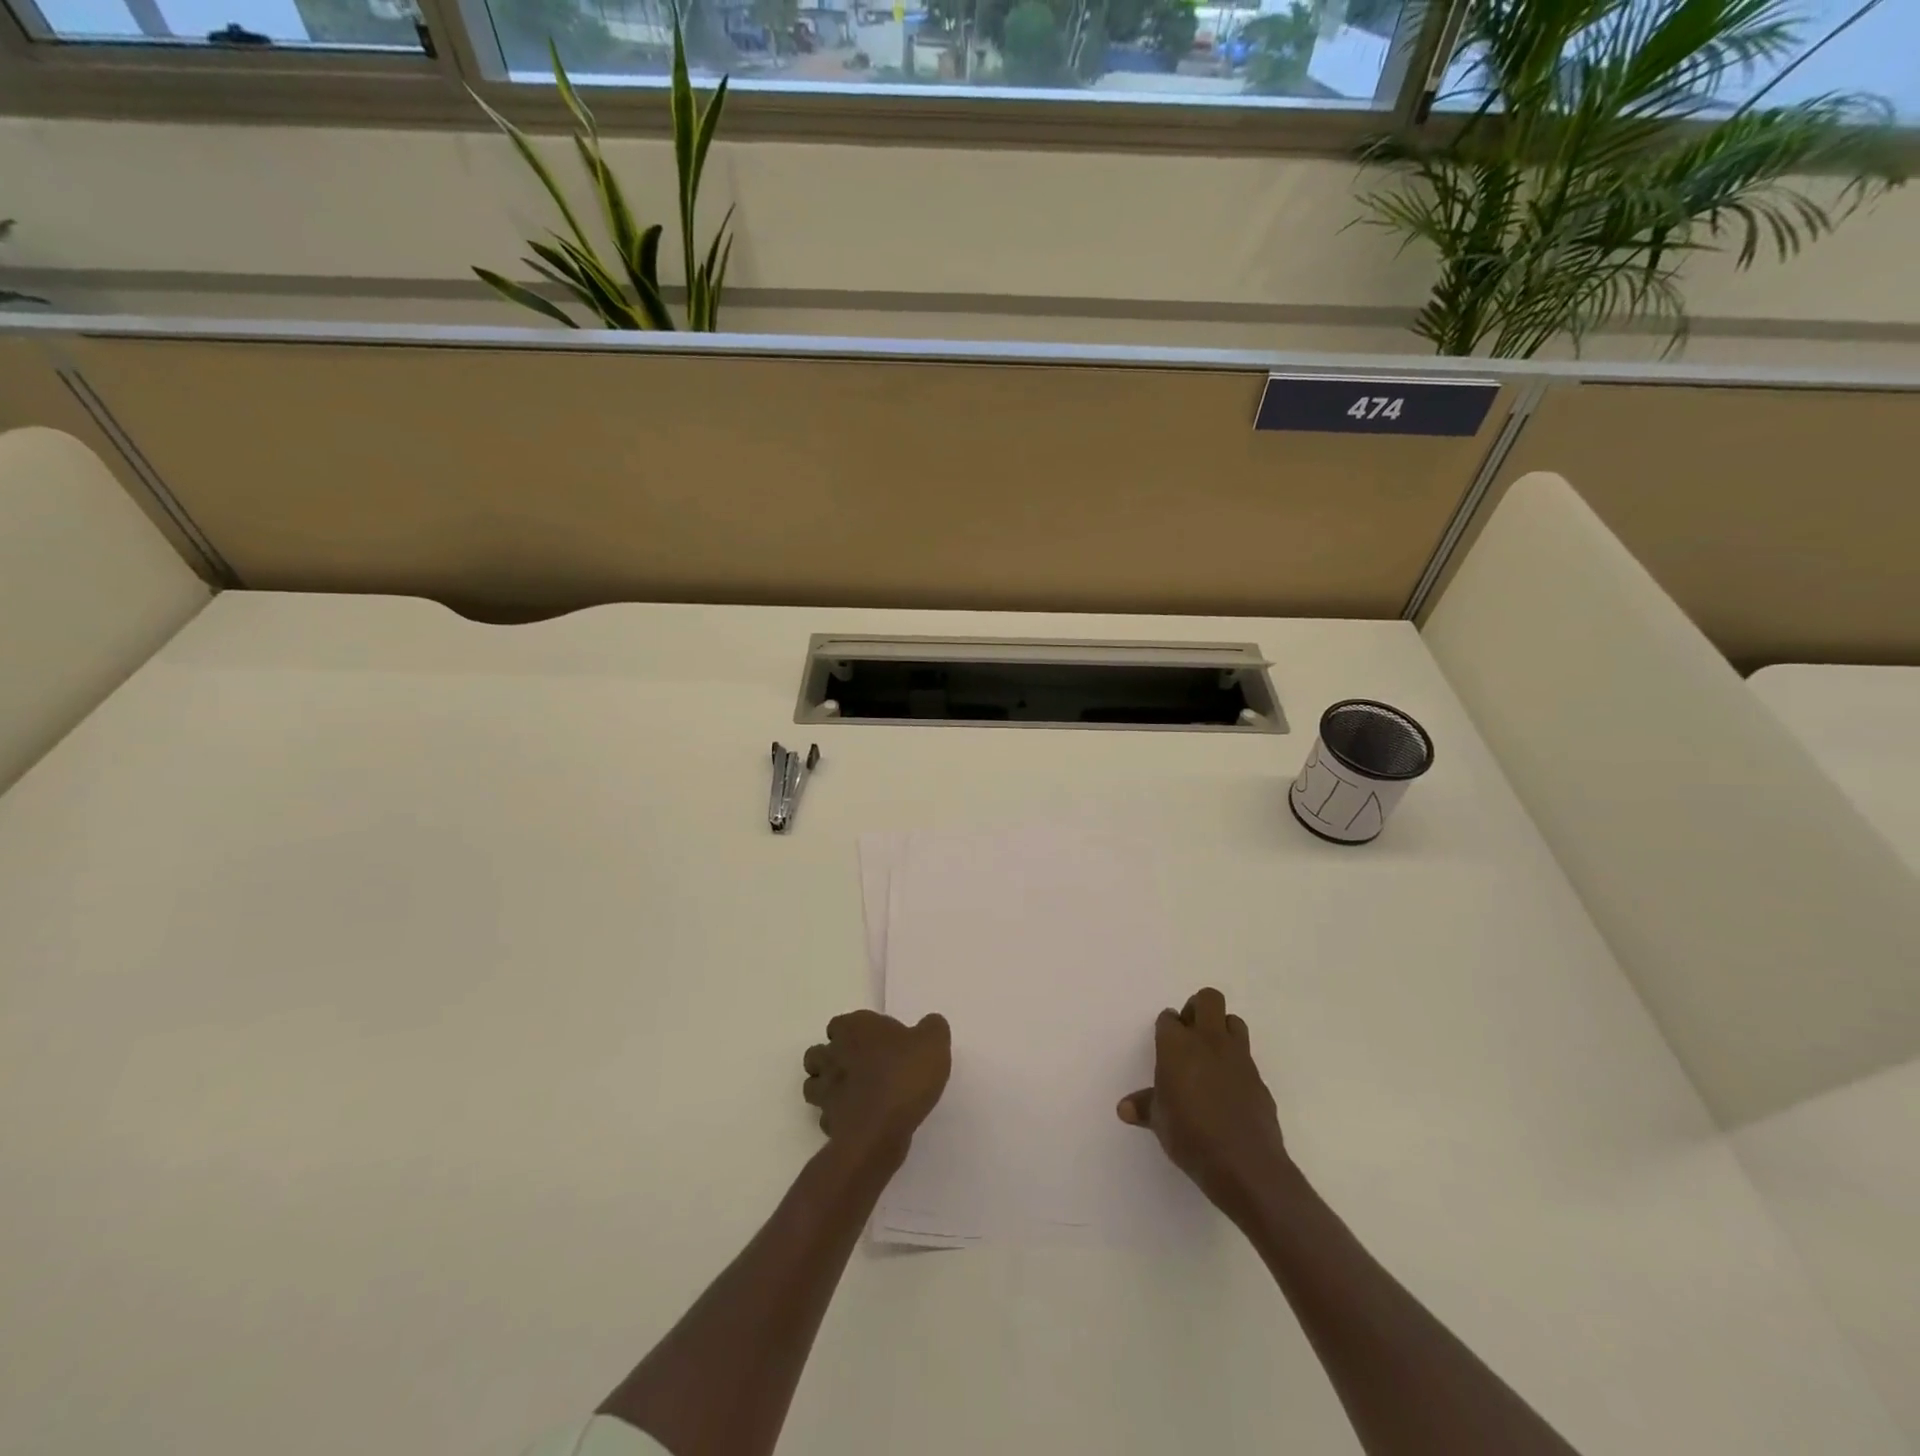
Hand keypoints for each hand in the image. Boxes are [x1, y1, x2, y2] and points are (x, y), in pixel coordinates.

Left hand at [802, 1010, 950, 1166]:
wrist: (881, 1129)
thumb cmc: (904, 1075)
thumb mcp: (933, 1043)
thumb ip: (932, 1028)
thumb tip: (930, 1023)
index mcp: (854, 1028)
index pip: (839, 1024)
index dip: (852, 1032)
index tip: (873, 1042)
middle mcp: (833, 1055)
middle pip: (818, 1053)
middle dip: (831, 1059)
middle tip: (859, 1067)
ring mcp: (826, 1091)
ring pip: (814, 1085)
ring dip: (827, 1089)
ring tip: (855, 1094)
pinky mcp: (829, 1123)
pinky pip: (827, 1118)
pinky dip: (838, 1119)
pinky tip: (860, 1120)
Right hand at [1117, 987, 1287, 1223]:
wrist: (1245, 1163)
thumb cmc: (1190, 1136)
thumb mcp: (1160, 1122)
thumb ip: (1144, 1107)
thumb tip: (1124, 1108)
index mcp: (1177, 1045)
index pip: (1169, 1018)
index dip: (1167, 1028)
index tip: (1165, 1044)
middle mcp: (1208, 1041)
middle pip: (1208, 999)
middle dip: (1198, 1008)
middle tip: (1189, 1035)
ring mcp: (1238, 1057)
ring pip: (1233, 1021)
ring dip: (1222, 1029)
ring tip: (1212, 1056)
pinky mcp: (1259, 1078)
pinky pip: (1246, 1057)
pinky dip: (1237, 1064)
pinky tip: (1230, 1089)